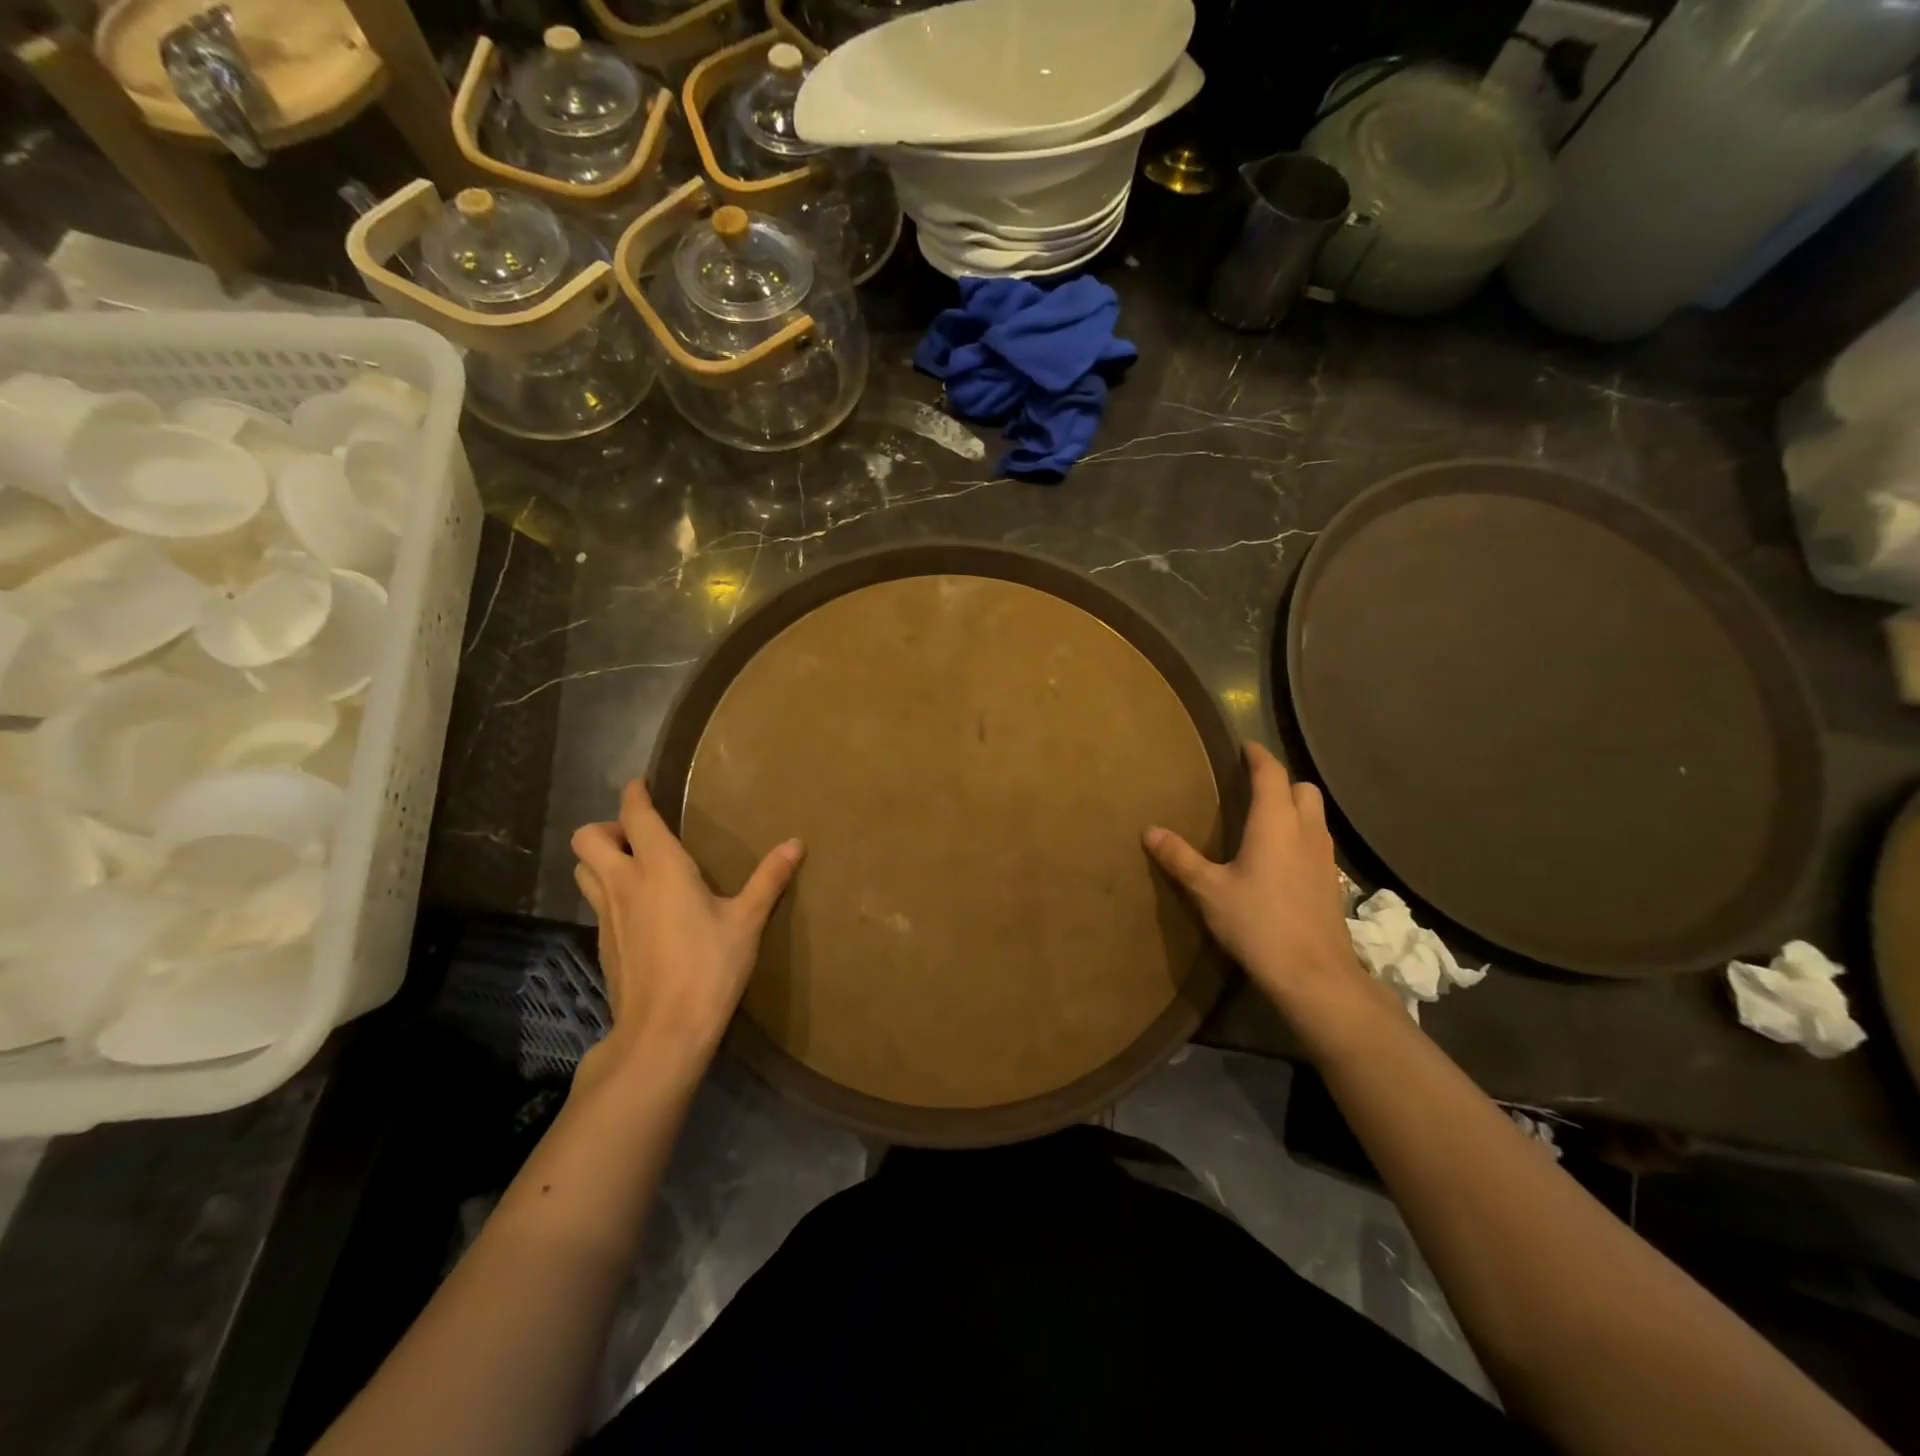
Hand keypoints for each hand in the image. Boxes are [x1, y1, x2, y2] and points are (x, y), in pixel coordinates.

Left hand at [570, 779, 802, 1084]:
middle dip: (607, 827)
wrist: (662, 1032)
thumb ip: (769, 879)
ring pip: (583, 870)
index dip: (634, 794)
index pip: (634, 815)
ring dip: (600, 858)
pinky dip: (608, 892)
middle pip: (587, 838)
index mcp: (660, 868)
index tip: (641, 783)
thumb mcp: (747, 921)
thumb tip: (796, 843)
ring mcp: (607, 915)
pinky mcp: (603, 943)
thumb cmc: (708, 967)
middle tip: (640, 836)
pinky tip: (640, 911)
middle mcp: (624, 883)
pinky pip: (595, 902)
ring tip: (635, 867)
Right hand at [1144, 744, 1378, 1038]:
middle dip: (1282, 781)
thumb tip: (1150, 830)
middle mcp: (1306, 830)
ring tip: (1267, 819)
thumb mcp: (1208, 890)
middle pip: (1303, 789)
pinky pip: (1319, 841)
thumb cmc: (1257, 922)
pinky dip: (1302, 835)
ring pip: (1316, 815)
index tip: (1245, 747)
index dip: (1258, 756)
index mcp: (1275, 822)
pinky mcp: (1333, 881)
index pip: (1272, 773)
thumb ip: (1179, 857)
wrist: (1313, 973)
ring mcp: (1325, 856)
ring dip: (1295, 807)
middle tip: (1254, 787)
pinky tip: (1283, 858)